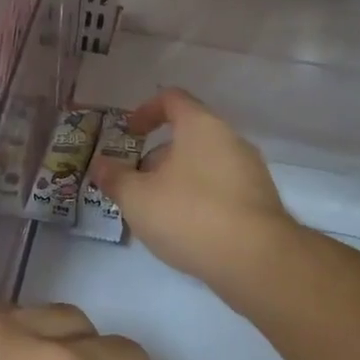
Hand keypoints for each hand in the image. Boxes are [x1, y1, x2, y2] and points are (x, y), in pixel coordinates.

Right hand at [94, 87, 295, 289]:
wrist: (256, 260)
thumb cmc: (190, 215)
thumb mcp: (137, 198)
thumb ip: (114, 178)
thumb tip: (99, 164)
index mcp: (201, 126)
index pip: (172, 99)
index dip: (146, 111)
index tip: (129, 133)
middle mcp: (230, 139)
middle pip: (188, 135)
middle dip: (157, 157)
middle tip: (136, 184)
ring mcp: (250, 170)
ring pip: (205, 164)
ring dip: (177, 179)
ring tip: (157, 211)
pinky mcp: (260, 200)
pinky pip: (221, 188)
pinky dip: (200, 198)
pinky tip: (186, 229)